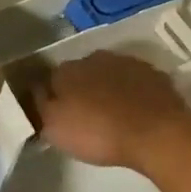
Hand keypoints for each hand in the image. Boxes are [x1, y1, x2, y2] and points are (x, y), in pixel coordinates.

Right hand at [30, 51, 190, 171]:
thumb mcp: (55, 128)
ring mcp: (127, 62)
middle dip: (81, 90)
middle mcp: (95, 58)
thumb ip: (40, 107)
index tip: (57, 115)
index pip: (51, 79)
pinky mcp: (152, 73)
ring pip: (109, 75)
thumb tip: (34, 92)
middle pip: (81, 73)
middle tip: (85, 117)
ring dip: (107, 90)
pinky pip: (134, 82)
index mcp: (67, 70)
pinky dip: (132, 93)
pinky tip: (136, 112)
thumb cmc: (99, 133)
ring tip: (112, 115)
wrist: (156, 132)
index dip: (53, 98)